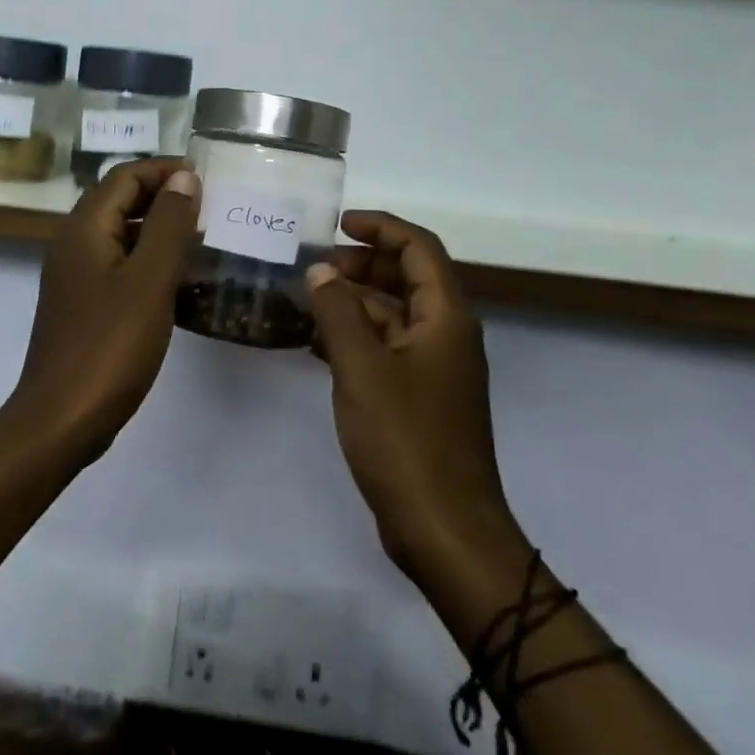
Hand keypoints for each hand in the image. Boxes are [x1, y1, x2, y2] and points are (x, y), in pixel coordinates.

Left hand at [8, 158, 200, 462]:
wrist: (62, 418)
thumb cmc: (110, 345)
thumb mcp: (149, 280)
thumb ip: (169, 224)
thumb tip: (184, 177)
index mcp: (85, 228)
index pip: (125, 176)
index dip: (165, 170)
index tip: (207, 179)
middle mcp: (73, 243)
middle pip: (120, 200)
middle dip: (164, 197)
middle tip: (209, 208)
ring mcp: (74, 275)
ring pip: (120, 234)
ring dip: (158, 230)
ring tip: (202, 242)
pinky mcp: (81, 304)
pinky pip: (118, 266)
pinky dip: (147, 262)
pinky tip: (178, 284)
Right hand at [306, 212, 515, 579]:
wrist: (444, 529)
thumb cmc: (406, 440)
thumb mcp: (362, 368)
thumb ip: (338, 313)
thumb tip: (320, 272)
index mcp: (446, 318)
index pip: (419, 248)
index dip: (381, 228)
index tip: (339, 224)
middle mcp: (446, 335)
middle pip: (408, 278)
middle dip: (362, 265)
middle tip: (315, 267)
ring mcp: (435, 369)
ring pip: (394, 315)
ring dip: (355, 302)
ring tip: (308, 301)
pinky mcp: (420, 398)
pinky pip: (387, 349)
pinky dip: (356, 337)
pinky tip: (318, 344)